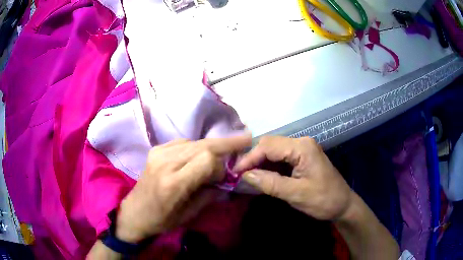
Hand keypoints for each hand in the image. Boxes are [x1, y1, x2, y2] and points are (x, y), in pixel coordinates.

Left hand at [115, 134, 251, 242]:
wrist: (134, 212)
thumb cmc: (162, 220)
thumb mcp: (189, 214)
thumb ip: (210, 193)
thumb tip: (227, 177)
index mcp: (173, 183)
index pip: (206, 159)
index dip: (221, 164)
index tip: (226, 174)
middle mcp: (165, 163)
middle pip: (203, 145)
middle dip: (226, 142)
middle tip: (245, 138)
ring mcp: (158, 153)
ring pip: (194, 141)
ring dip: (212, 145)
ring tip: (225, 150)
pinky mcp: (155, 149)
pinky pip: (183, 142)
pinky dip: (196, 146)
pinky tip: (200, 154)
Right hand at [234, 136, 351, 220]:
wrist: (343, 205)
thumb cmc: (323, 200)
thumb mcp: (296, 194)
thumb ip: (270, 183)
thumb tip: (245, 175)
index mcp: (302, 147)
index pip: (268, 146)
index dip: (249, 158)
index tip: (234, 172)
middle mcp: (301, 143)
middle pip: (270, 145)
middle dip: (253, 158)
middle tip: (238, 174)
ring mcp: (302, 149)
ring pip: (274, 151)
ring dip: (260, 162)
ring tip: (246, 175)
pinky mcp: (302, 157)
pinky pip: (280, 157)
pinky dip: (269, 166)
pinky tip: (261, 175)